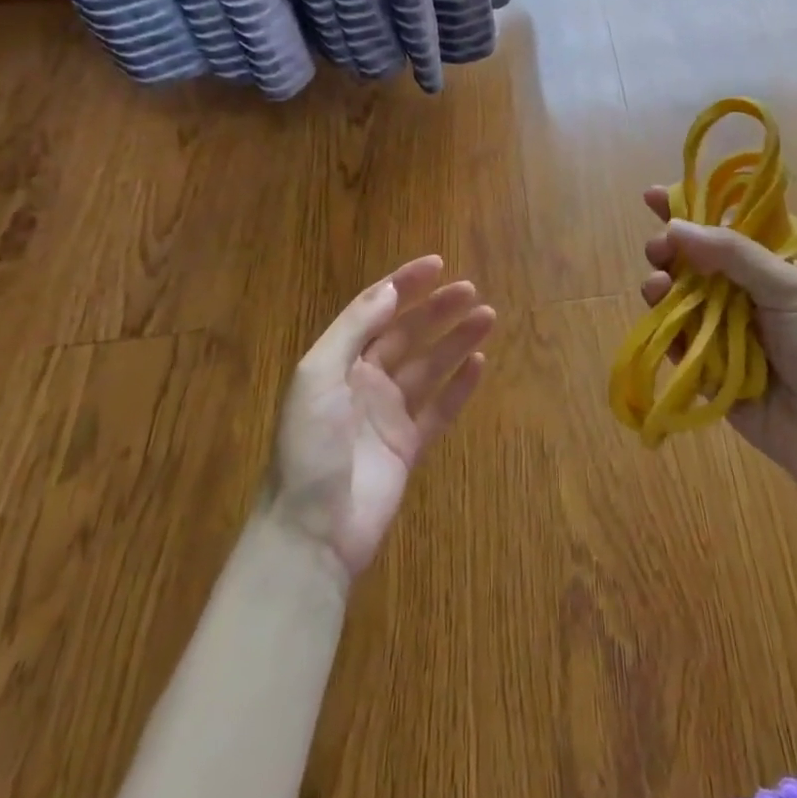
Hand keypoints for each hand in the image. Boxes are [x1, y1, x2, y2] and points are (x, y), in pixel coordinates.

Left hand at [266, 257, 493, 579]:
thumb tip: (390, 290)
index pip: (375, 311)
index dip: (404, 285)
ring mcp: (388, 415)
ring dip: (456, 340)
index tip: (437, 264)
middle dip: (437, 310)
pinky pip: (439, 409)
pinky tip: (480, 363)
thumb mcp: (318, 377)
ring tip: (487, 316)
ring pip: (429, 367)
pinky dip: (460, 386)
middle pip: (407, 334)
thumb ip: (354, 330)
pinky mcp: (408, 447)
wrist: (312, 533)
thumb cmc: (309, 447)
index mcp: (338, 362)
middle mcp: (364, 382)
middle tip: (471, 290)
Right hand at [640, 187, 796, 480]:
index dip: (687, 210)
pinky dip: (664, 327)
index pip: (719, 229)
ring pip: (675, 299)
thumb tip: (675, 226)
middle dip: (668, 249)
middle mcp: (737, 295)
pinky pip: (675, 341)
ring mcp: (718, 332)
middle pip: (689, 262)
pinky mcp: (703, 369)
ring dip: (660, 285)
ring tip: (657, 285)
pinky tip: (661, 319)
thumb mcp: (787, 287)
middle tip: (659, 249)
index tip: (652, 196)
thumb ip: (733, 253)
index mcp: (763, 268)